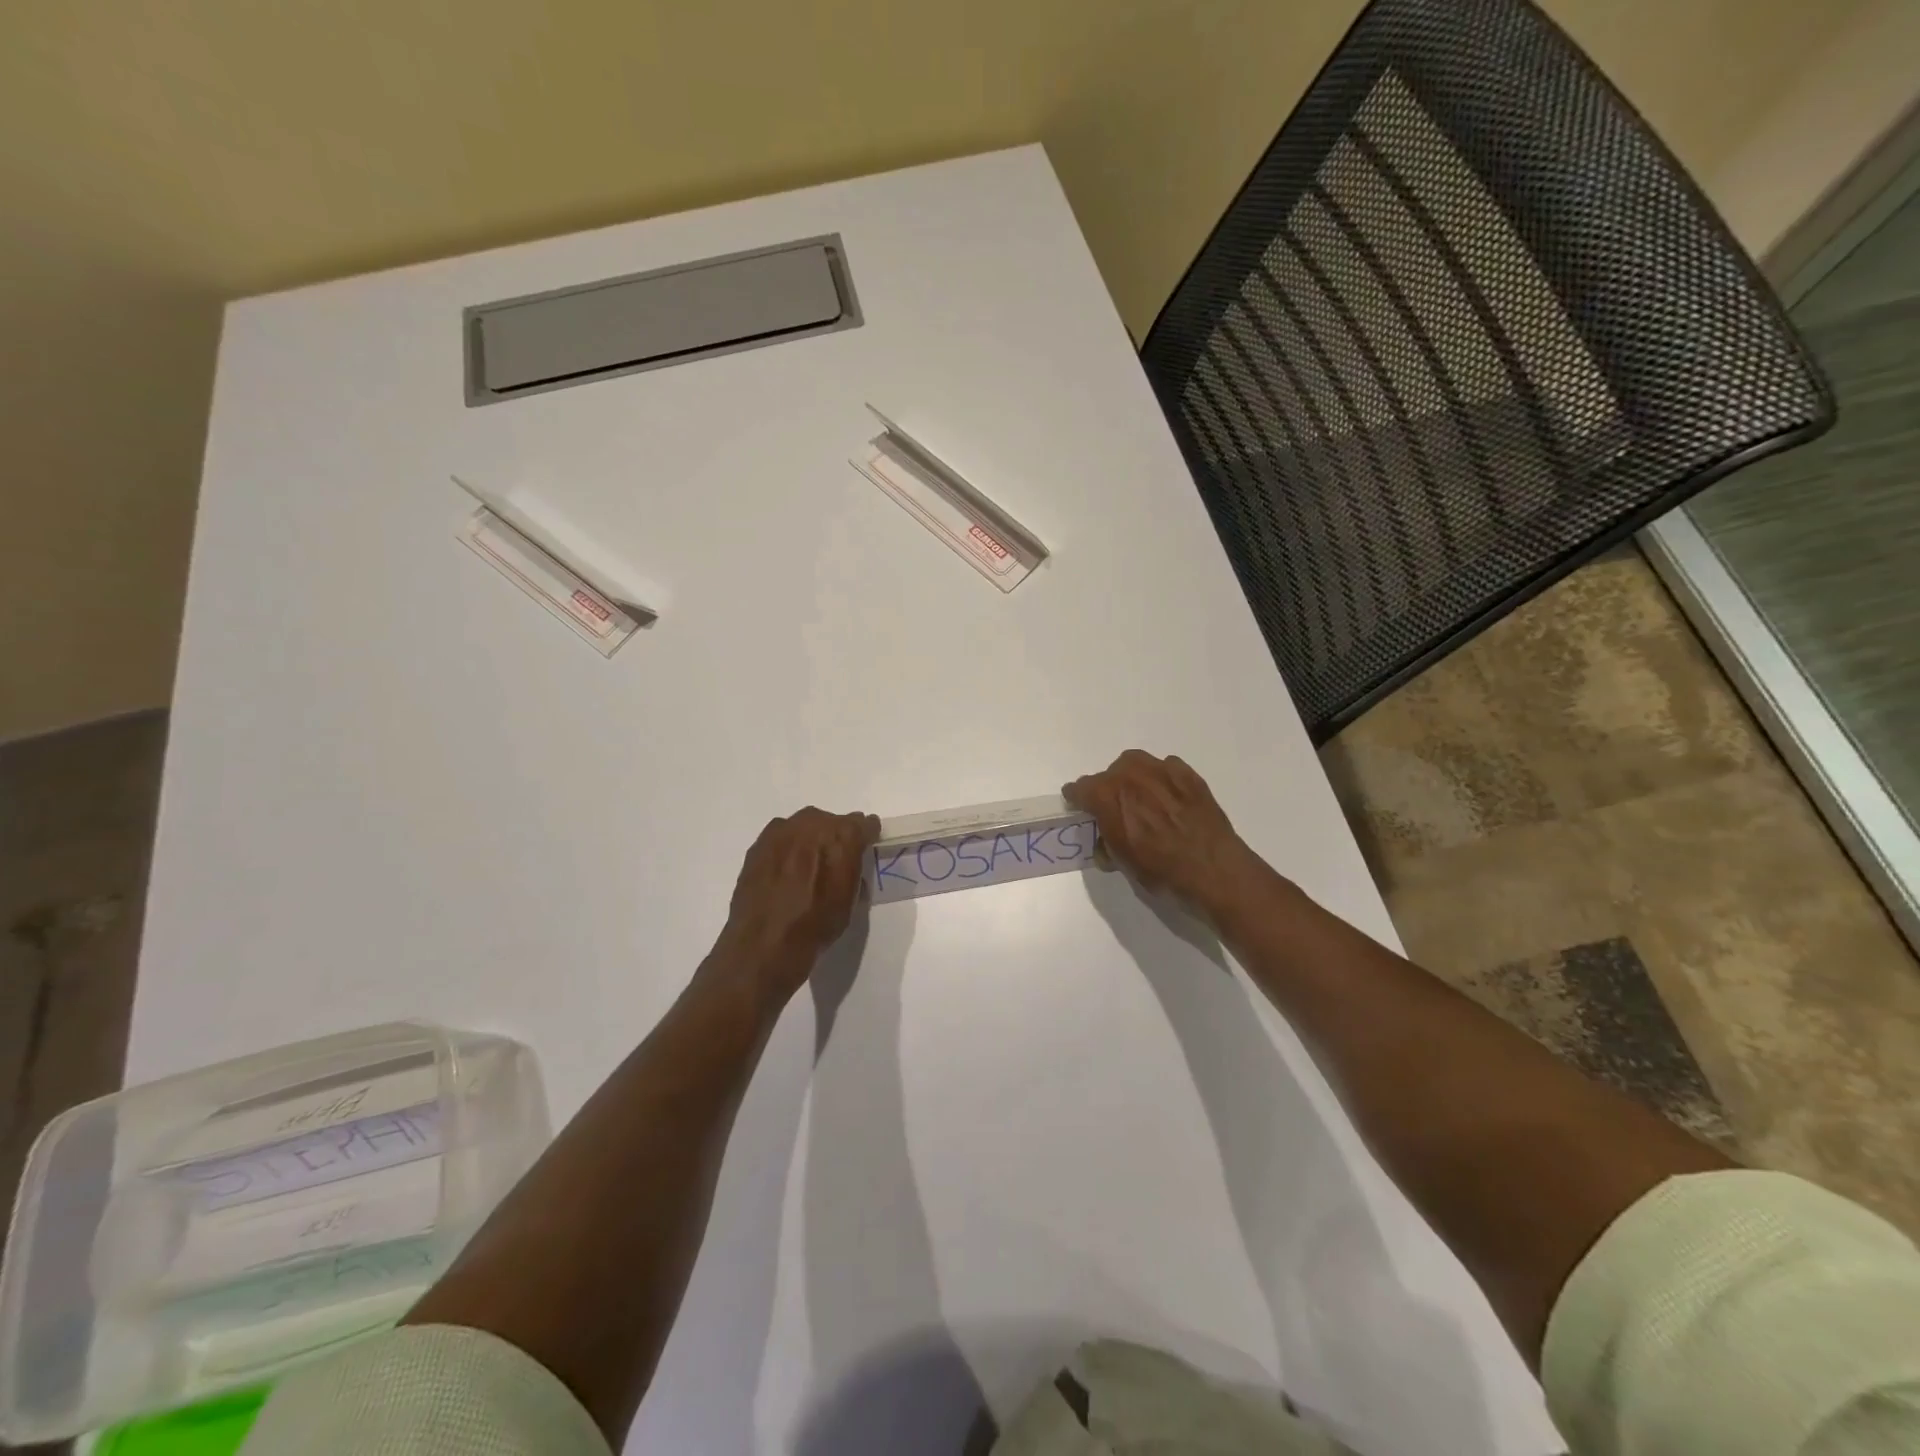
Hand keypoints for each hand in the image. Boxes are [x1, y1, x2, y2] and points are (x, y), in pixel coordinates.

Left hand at [710, 807, 879, 1003]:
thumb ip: (853, 871)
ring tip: (806, 864)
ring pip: (804, 826)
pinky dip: (786, 849)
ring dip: (809, 839)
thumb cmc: (817, 925)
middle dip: (836, 836)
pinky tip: (784, 870)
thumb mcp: (850, 900)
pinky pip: (780, 838)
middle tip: (834, 858)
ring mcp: (782, 831)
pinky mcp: (758, 844)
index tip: (866, 845)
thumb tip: (850, 864)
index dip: (866, 835)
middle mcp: (813, 824)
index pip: (864, 824)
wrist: (766, 942)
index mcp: (843, 836)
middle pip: (831, 821)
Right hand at [1064, 750, 1263, 914]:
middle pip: (1108, 773)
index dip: (1077, 798)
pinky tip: (1169, 798)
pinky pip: (1165, 767)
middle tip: (1116, 809)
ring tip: (1141, 798)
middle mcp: (1130, 776)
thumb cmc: (1162, 871)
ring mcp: (1161, 771)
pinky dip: (1161, 779)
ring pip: (1135, 764)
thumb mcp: (1124, 863)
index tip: (1078, 806)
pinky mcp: (1188, 775)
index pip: (1080, 789)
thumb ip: (1108, 844)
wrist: (1213, 869)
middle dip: (1107, 789)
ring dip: (1132, 777)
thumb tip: (1106, 841)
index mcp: (1108, 796)